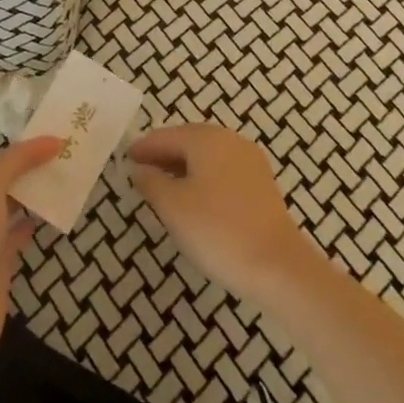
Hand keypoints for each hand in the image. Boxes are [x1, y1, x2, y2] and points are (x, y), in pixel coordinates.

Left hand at [0, 135, 64, 392]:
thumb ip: (17, 161)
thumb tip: (52, 139)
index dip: (21, 151)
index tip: (56, 141)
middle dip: (27, 172)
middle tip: (67, 159)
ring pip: (6, 210)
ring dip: (31, 197)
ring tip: (64, 182)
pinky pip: (12, 237)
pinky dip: (29, 225)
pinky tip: (47, 217)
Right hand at [129, 124, 321, 308]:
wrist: (278, 266)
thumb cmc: (217, 230)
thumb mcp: (172, 206)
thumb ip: (150, 182)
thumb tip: (139, 168)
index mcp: (206, 139)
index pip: (166, 136)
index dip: (143, 147)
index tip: (125, 159)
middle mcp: (230, 141)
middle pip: (188, 140)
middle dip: (164, 153)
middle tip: (141, 170)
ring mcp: (250, 162)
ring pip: (207, 155)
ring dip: (183, 166)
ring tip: (163, 186)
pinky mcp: (261, 184)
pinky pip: (222, 170)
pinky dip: (203, 177)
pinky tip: (194, 198)